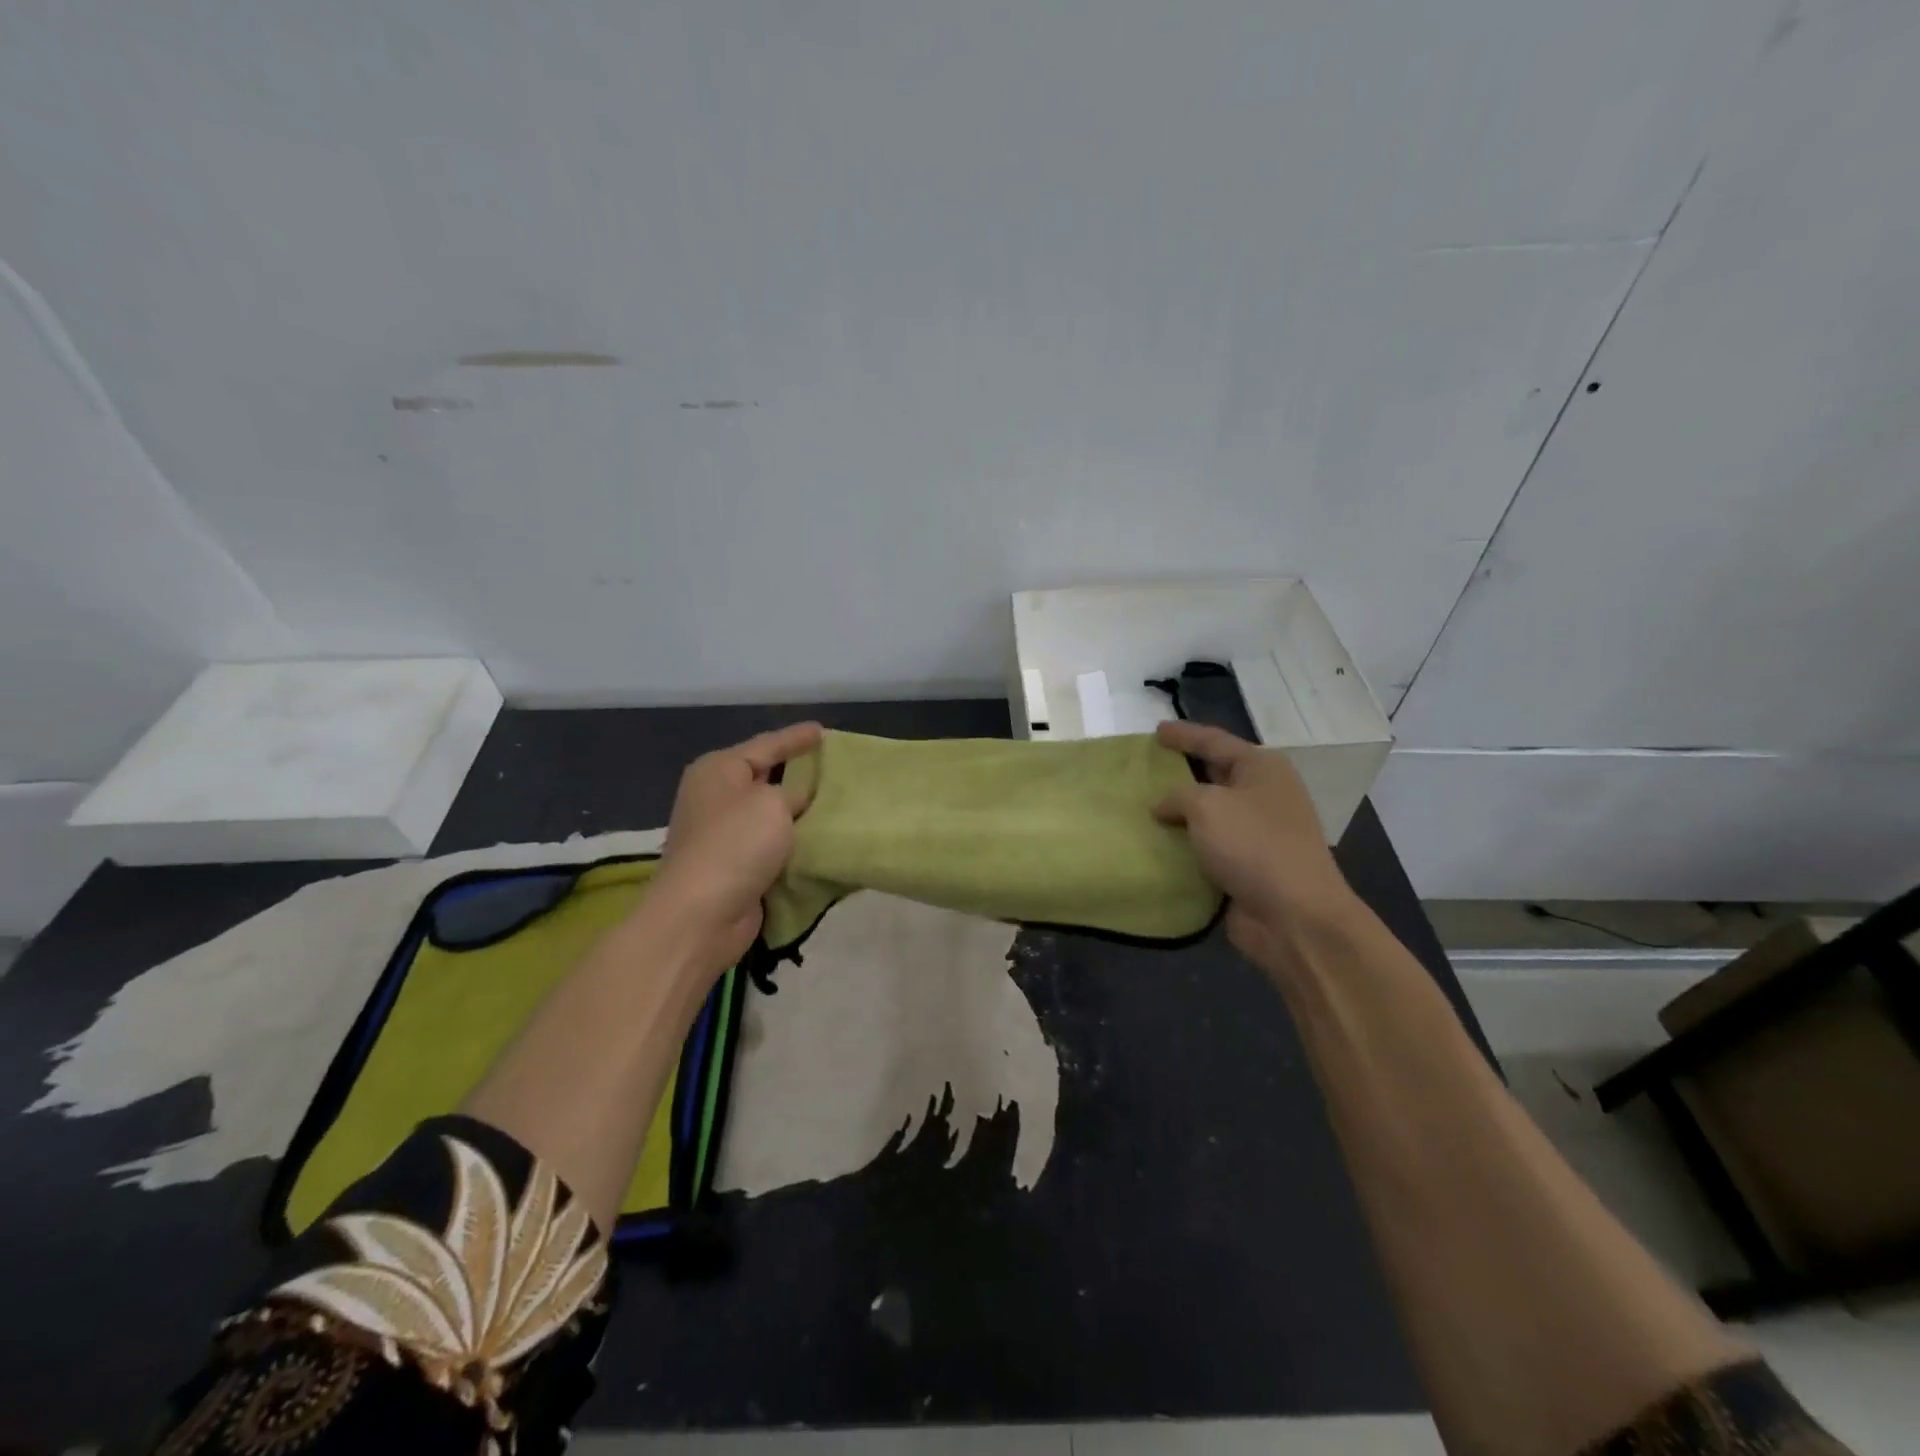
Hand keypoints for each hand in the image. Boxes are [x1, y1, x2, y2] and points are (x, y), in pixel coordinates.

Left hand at [651, 722, 823, 970]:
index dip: (796, 738)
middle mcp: (716, 796)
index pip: (766, 744)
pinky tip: (821, 839)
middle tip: (835, 767)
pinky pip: (772, 844)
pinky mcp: (733, 865)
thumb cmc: (735, 846)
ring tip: (837, 802)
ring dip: (799, 811)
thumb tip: (802, 794)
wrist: (701, 916)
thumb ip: (794, 791)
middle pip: (766, 776)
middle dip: (799, 773)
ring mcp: (722, 833)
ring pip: (771, 813)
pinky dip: (793, 841)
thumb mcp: (772, 804)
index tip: (823, 730)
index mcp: (718, 770)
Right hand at [1152, 720, 1358, 969]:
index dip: (1183, 735)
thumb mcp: (1207, 806)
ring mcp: (1259, 832)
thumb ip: (1177, 796)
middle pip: (1215, 774)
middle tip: (1148, 767)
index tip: (1155, 731)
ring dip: (1181, 813)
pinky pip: (1209, 847)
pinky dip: (1186, 845)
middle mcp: (1264, 795)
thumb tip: (1164, 806)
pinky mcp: (1249, 866)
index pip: (1214, 741)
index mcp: (1262, 768)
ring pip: (1210, 813)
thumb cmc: (1254, 845)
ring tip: (1144, 807)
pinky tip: (1158, 844)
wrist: (1295, 916)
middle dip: (1182, 771)